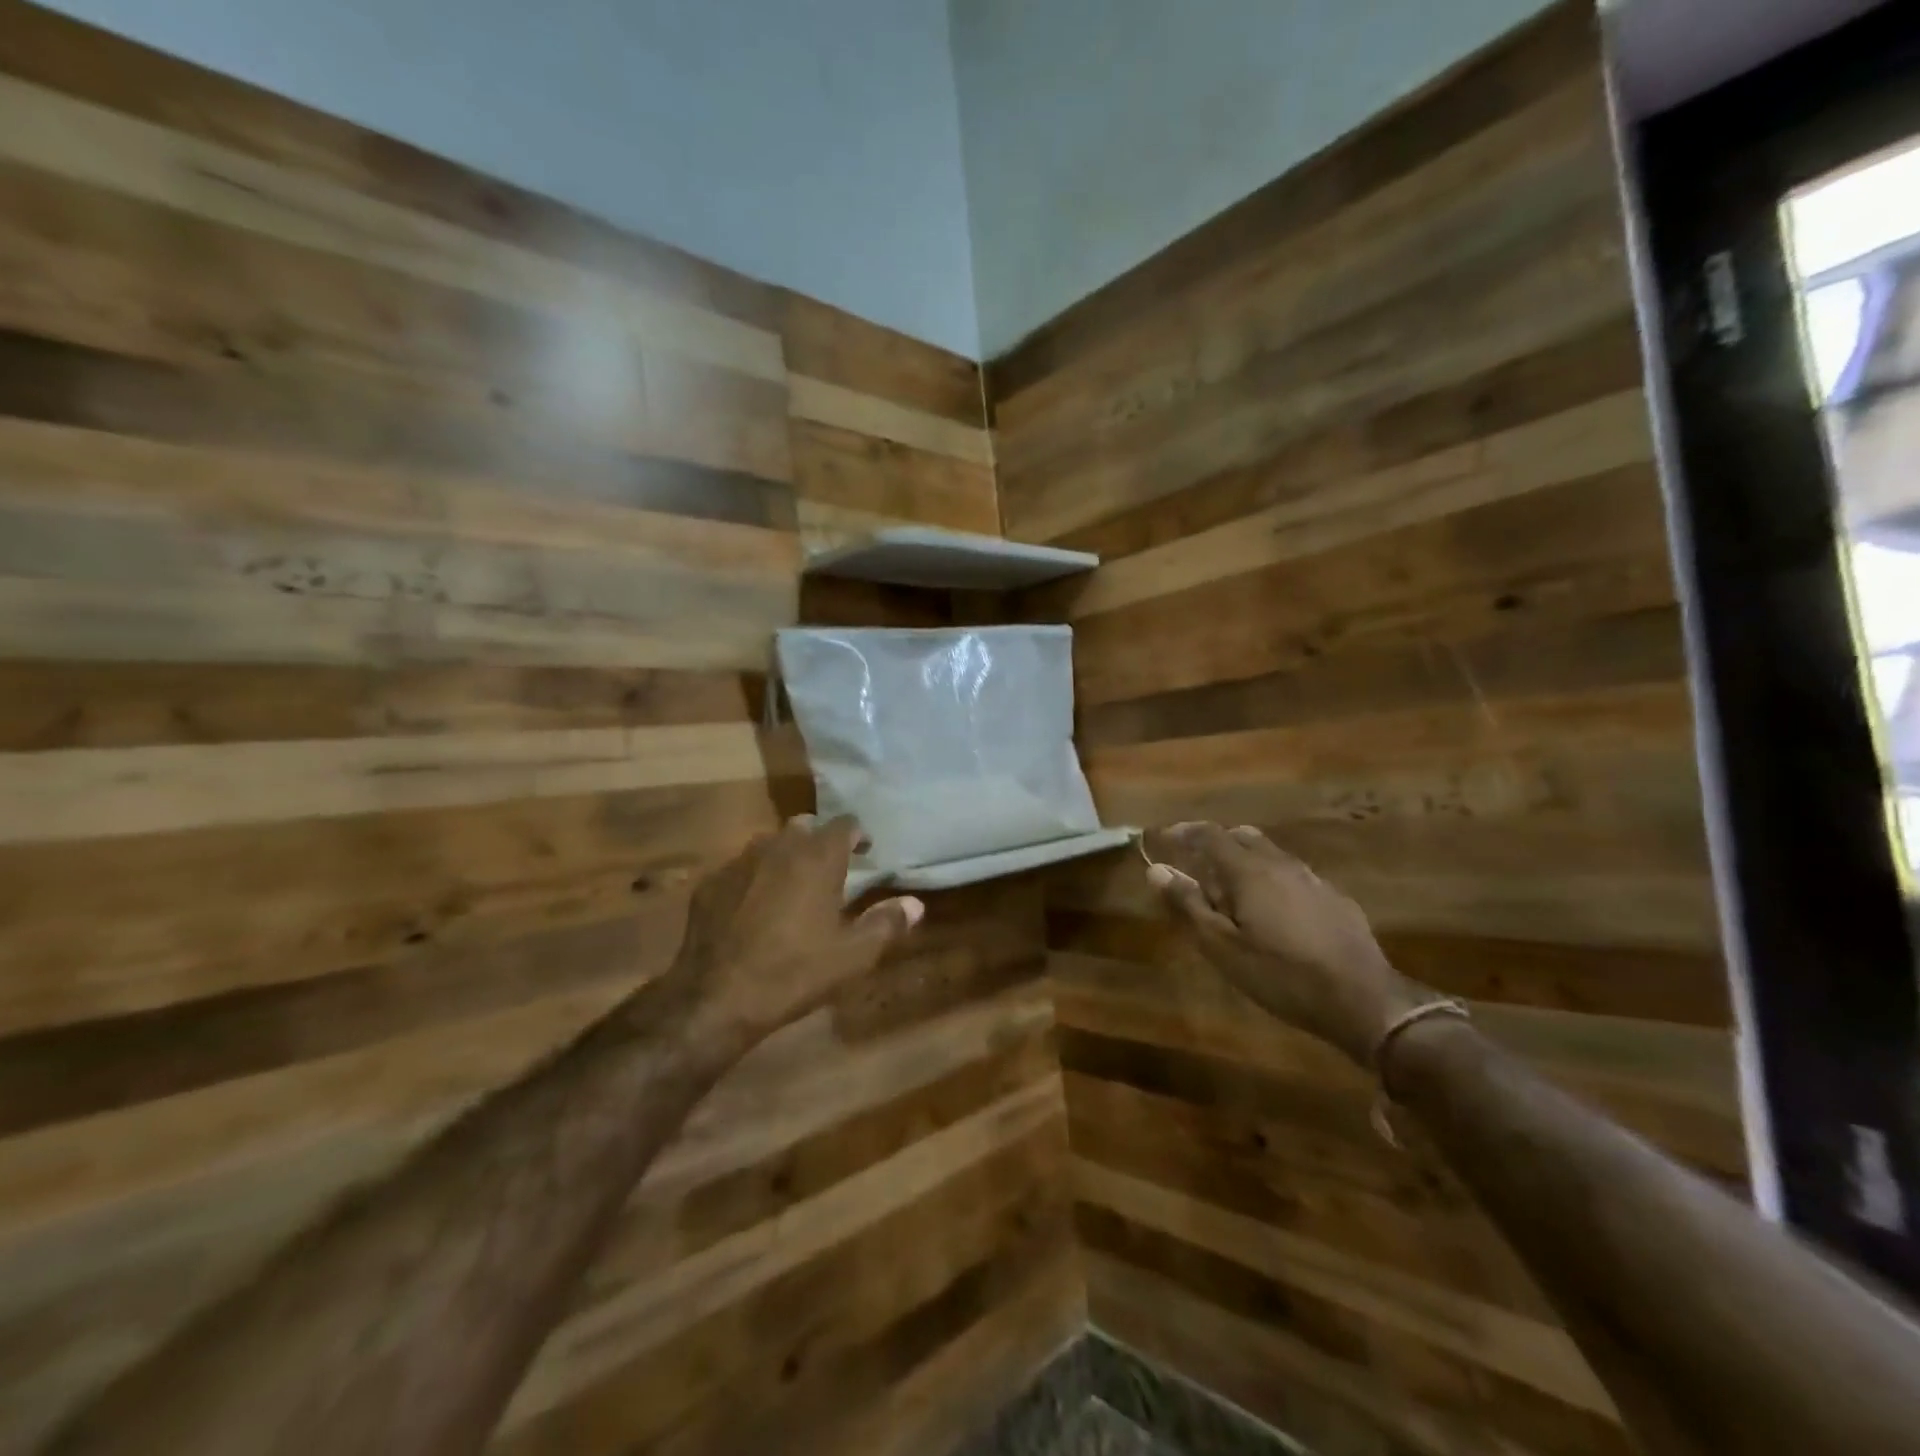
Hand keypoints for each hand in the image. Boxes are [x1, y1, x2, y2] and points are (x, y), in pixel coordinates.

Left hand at [670, 815, 923, 1047]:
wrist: (716, 997)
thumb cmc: (794, 972)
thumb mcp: (852, 956)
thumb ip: (887, 924)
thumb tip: (915, 904)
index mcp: (818, 857)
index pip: (845, 824)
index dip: (858, 835)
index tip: (866, 852)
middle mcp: (779, 846)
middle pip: (805, 826)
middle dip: (820, 841)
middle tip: (830, 869)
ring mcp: (739, 862)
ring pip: (770, 843)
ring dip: (786, 856)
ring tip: (792, 886)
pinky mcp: (710, 883)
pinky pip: (740, 868)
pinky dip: (753, 878)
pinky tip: (752, 907)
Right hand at [1144, 823, 1420, 1065]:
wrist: (1365, 1001)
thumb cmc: (1281, 974)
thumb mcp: (1222, 946)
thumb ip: (1188, 904)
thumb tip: (1156, 869)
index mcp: (1249, 871)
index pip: (1210, 834)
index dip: (1184, 832)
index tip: (1164, 839)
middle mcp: (1281, 864)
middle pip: (1243, 837)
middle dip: (1216, 843)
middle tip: (1197, 867)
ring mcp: (1313, 880)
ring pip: (1271, 855)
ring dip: (1246, 862)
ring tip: (1233, 894)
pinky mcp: (1336, 900)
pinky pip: (1294, 876)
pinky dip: (1272, 881)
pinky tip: (1274, 914)